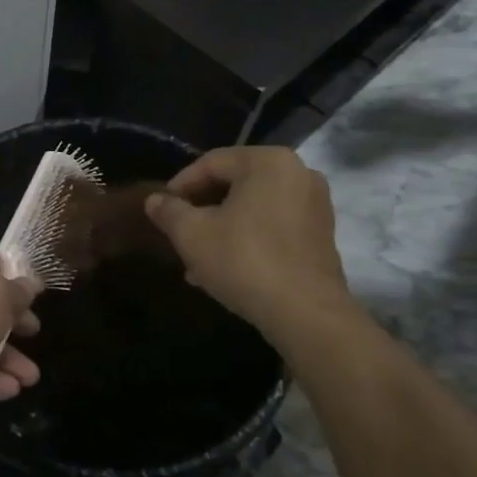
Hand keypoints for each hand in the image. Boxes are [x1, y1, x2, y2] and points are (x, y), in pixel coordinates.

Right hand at [142, 146, 357, 341]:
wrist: (305, 313)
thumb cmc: (244, 261)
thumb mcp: (192, 235)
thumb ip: (169, 211)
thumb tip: (154, 200)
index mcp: (268, 162)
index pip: (211, 163)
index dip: (180, 185)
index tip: (162, 209)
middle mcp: (298, 173)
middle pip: (234, 184)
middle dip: (202, 210)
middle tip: (178, 233)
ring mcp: (315, 205)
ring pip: (253, 208)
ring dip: (222, 227)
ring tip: (196, 258)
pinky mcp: (321, 235)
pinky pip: (274, 225)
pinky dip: (248, 238)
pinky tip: (226, 267)